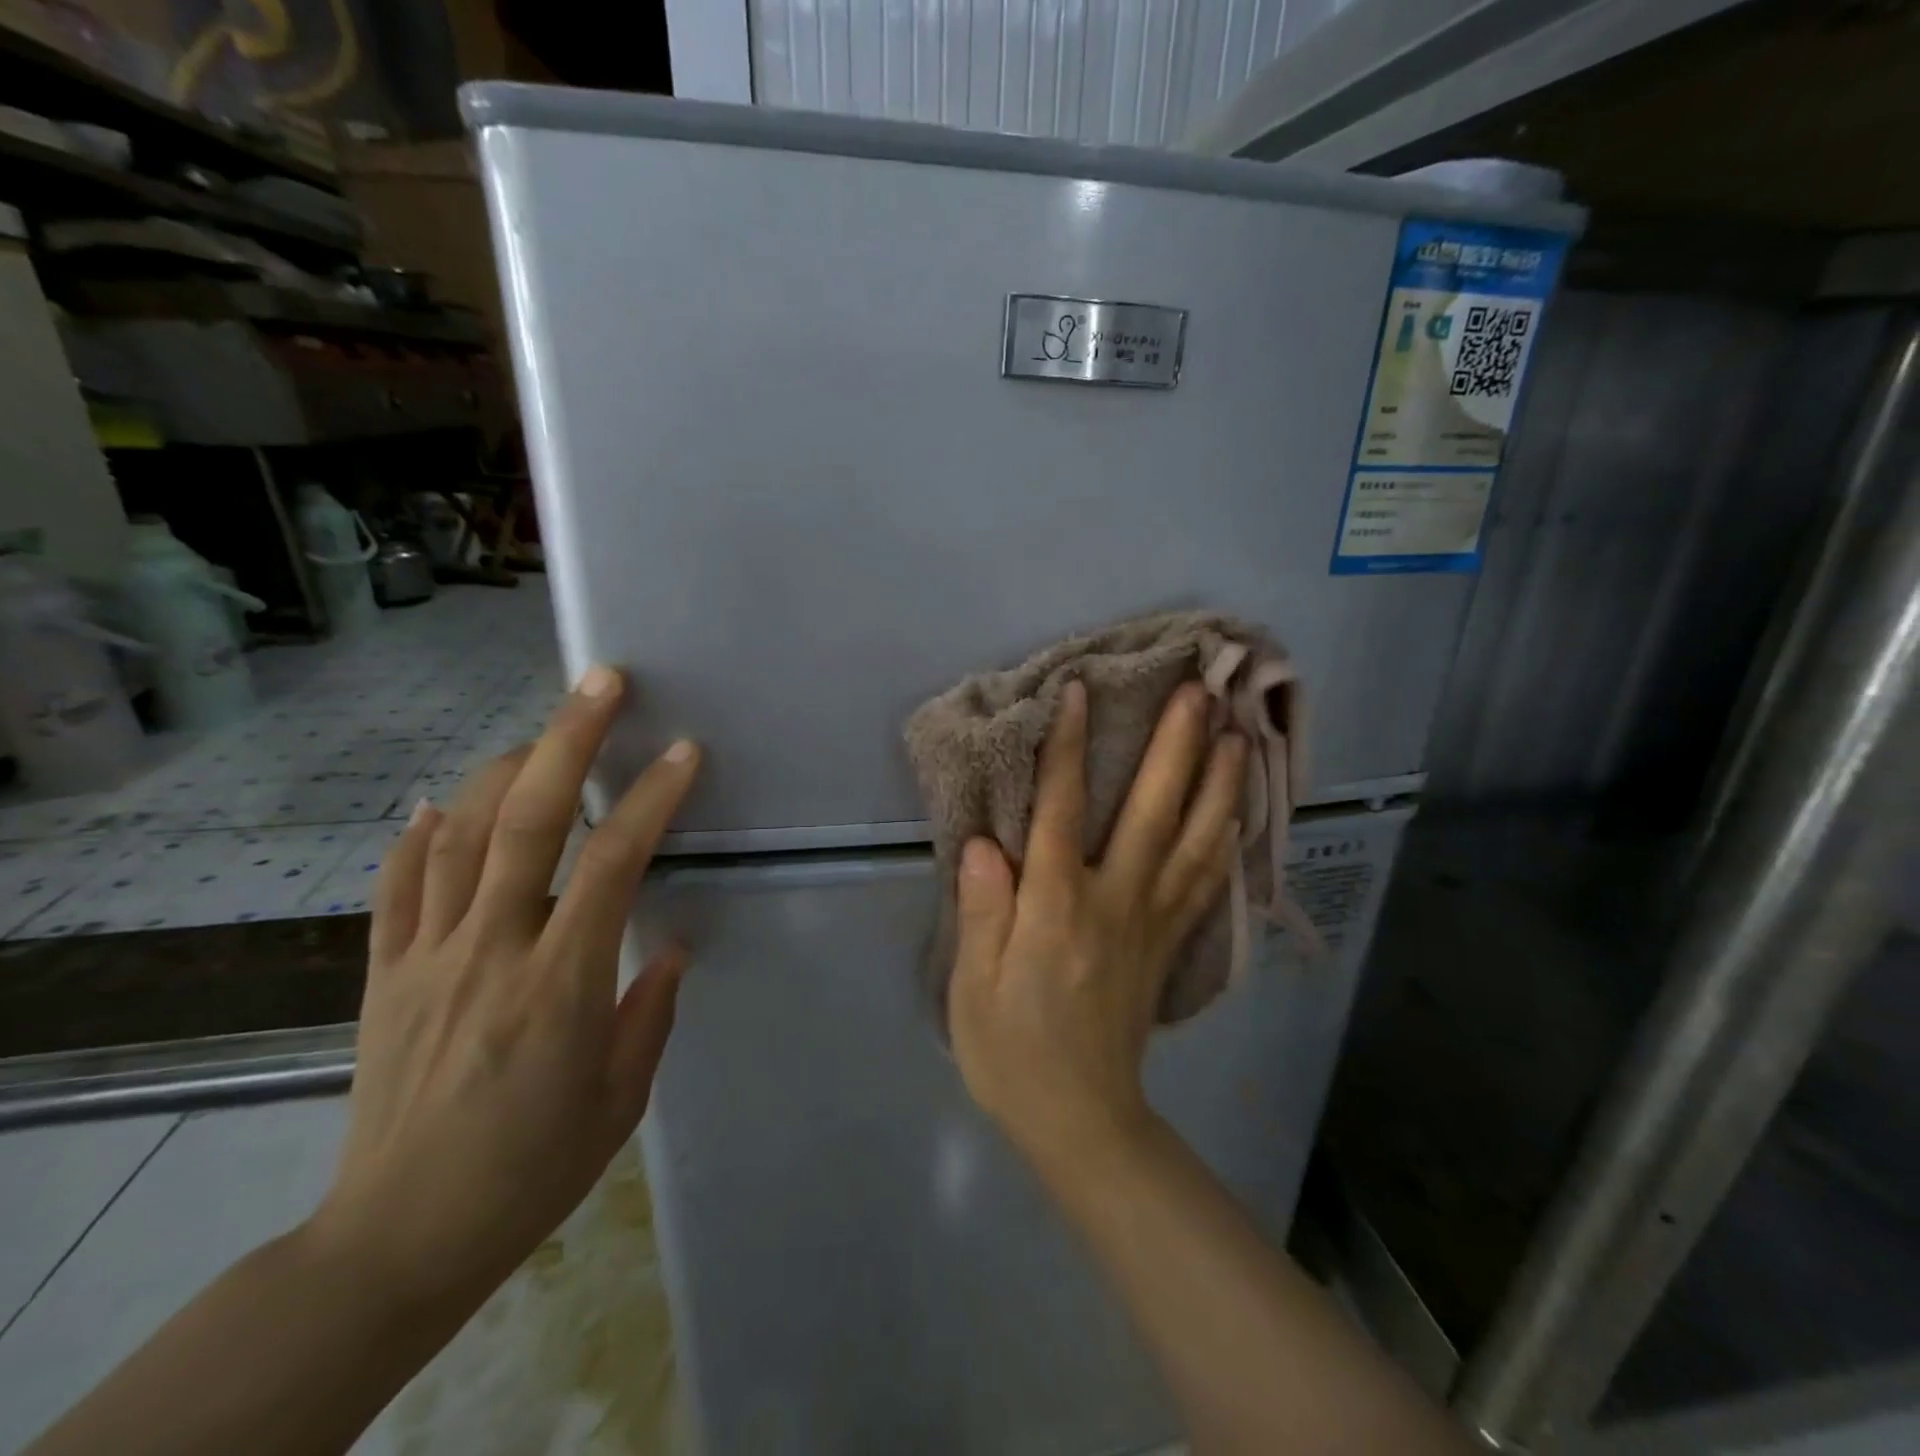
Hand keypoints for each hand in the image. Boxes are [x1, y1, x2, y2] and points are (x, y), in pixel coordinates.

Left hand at [305, 665, 699, 1316]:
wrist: (398, 1239)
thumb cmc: (533, 1169)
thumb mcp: (621, 1097)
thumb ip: (650, 1009)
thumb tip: (668, 944)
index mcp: (560, 982)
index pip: (612, 862)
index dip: (650, 798)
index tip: (683, 753)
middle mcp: (490, 949)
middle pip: (526, 819)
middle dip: (568, 739)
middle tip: (601, 682)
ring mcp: (427, 956)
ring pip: (457, 834)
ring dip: (501, 770)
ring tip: (540, 736)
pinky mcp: (383, 975)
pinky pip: (396, 886)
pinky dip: (417, 834)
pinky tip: (438, 802)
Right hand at [948, 679, 1246, 1171]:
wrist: (1081, 1120)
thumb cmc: (1012, 1052)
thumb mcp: (973, 988)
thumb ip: (983, 911)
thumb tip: (985, 843)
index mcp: (1057, 909)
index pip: (1061, 810)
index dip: (1068, 747)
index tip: (1080, 690)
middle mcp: (1115, 902)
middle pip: (1152, 811)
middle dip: (1176, 745)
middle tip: (1199, 691)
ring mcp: (1154, 922)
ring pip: (1196, 841)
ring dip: (1219, 782)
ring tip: (1238, 731)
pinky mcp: (1172, 943)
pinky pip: (1207, 880)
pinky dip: (1227, 837)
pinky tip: (1239, 808)